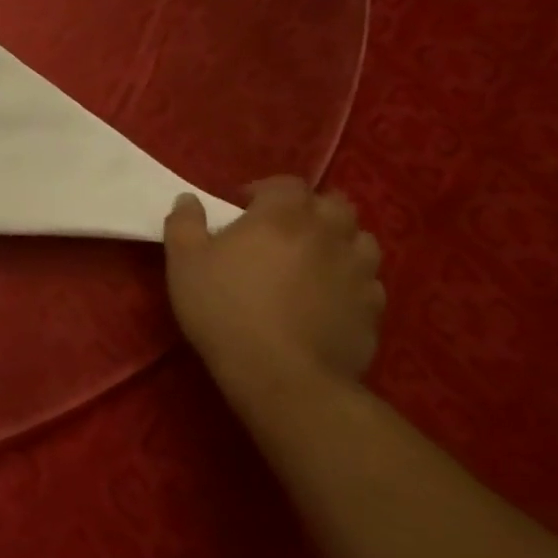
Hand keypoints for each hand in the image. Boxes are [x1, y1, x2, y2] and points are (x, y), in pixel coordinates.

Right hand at [163, 177, 384, 399]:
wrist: (281, 373)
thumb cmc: (223, 307)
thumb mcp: (183, 261)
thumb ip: (185, 222)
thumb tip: (189, 199)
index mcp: (282, 217)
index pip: (287, 184)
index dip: (265, 189)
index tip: (242, 206)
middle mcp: (328, 235)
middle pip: (335, 204)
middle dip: (310, 208)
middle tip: (281, 228)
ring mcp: (358, 272)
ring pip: (362, 240)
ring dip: (339, 240)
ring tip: (311, 257)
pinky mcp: (373, 308)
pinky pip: (369, 280)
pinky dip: (351, 277)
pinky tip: (328, 294)